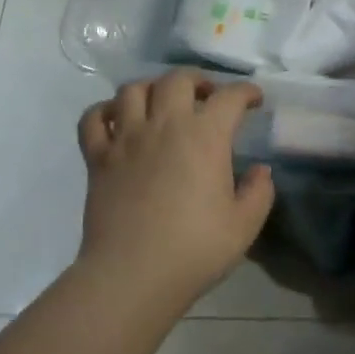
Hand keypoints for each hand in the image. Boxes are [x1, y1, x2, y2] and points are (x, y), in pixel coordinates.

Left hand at [75, 70, 274, 307]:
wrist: (132, 275)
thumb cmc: (195, 249)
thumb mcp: (244, 225)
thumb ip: (259, 192)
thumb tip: (261, 170)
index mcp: (205, 137)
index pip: (229, 97)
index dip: (246, 92)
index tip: (254, 100)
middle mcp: (164, 125)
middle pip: (177, 79)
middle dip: (198, 79)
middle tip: (207, 96)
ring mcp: (126, 138)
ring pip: (133, 89)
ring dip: (152, 88)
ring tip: (162, 103)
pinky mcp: (97, 157)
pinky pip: (93, 118)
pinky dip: (105, 111)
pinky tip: (118, 121)